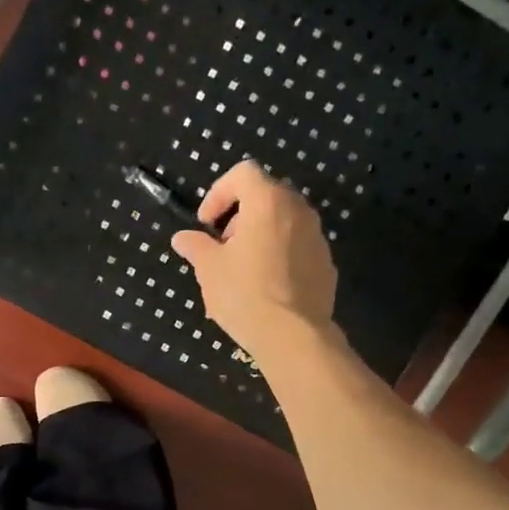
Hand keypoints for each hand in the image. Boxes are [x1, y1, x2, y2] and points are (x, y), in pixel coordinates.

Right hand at [170, 162, 337, 360]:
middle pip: (266, 195)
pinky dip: (279, 255)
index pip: (243, 174)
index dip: (218, 193)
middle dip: (240, 215)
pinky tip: (265, 286)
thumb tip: (182, 238)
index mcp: (268, 202)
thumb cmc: (245, 294)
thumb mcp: (209, 270)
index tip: (206, 224)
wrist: (293, 335)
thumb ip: (196, 247)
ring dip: (260, 235)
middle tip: (223, 246)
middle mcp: (298, 210)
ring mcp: (317, 237)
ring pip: (284, 222)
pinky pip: (297, 247)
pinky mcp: (326, 263)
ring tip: (242, 269)